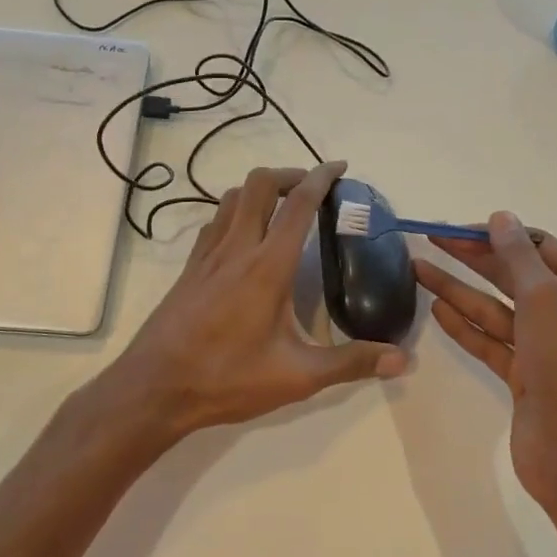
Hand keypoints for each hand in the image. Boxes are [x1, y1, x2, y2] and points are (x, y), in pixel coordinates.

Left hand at [96, 162, 408, 445]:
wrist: (154, 389)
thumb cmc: (227, 379)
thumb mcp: (297, 376)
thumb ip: (351, 363)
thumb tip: (402, 359)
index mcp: (268, 266)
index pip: (299, 205)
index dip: (322, 178)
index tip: (340, 167)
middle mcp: (236, 248)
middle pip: (260, 185)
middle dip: (290, 175)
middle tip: (314, 188)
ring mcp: (207, 256)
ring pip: (232, 198)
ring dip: (261, 190)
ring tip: (283, 207)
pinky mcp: (189, 269)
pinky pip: (214, 222)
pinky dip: (236, 212)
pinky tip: (244, 238)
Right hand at [413, 214, 556, 509]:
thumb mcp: (544, 300)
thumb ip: (518, 256)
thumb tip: (500, 217)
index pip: (539, 247)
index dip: (498, 235)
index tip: (458, 230)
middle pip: (514, 275)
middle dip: (473, 258)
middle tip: (430, 241)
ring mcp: (546, 347)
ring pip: (496, 309)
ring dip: (459, 290)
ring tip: (417, 269)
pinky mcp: (524, 376)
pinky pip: (491, 341)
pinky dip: (465, 325)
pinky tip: (436, 308)